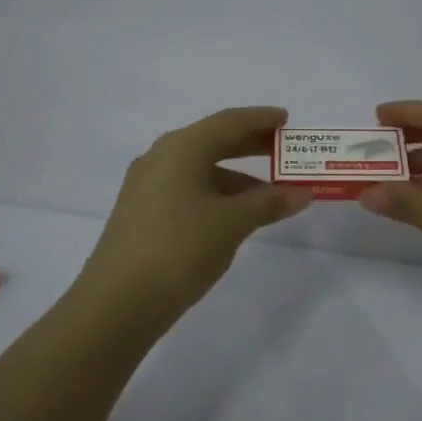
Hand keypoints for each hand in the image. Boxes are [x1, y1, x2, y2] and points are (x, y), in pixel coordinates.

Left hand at [73, 106, 313, 330]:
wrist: (119, 301)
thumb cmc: (181, 248)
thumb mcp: (232, 223)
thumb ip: (269, 203)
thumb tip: (302, 192)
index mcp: (182, 147)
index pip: (229, 121)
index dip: (260, 119)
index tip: (286, 120)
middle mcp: (161, 157)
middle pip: (213, 140)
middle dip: (250, 145)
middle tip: (284, 151)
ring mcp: (148, 185)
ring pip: (200, 168)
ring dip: (236, 176)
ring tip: (270, 194)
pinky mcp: (142, 211)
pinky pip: (187, 188)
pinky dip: (216, 193)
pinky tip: (234, 215)